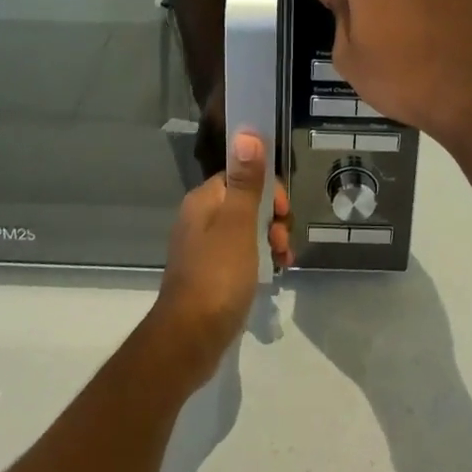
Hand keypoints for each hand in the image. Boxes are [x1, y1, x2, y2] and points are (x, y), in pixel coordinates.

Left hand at [151, 132, 289, 383]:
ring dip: (269, 240)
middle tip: (282, 243)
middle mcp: (199, 218)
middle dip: (272, 218)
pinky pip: (239, 255)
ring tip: (282, 261)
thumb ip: (246, 180)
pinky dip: (258, 260)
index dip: (267, 190)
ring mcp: (202, 248)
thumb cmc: (218, 276)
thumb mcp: (239, 225)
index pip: (242, 176)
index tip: (282, 213)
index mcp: (204, 201)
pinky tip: (272, 275)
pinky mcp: (208, 275)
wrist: (189, 340)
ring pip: (245, 230)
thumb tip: (247, 132)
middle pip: (246, 203)